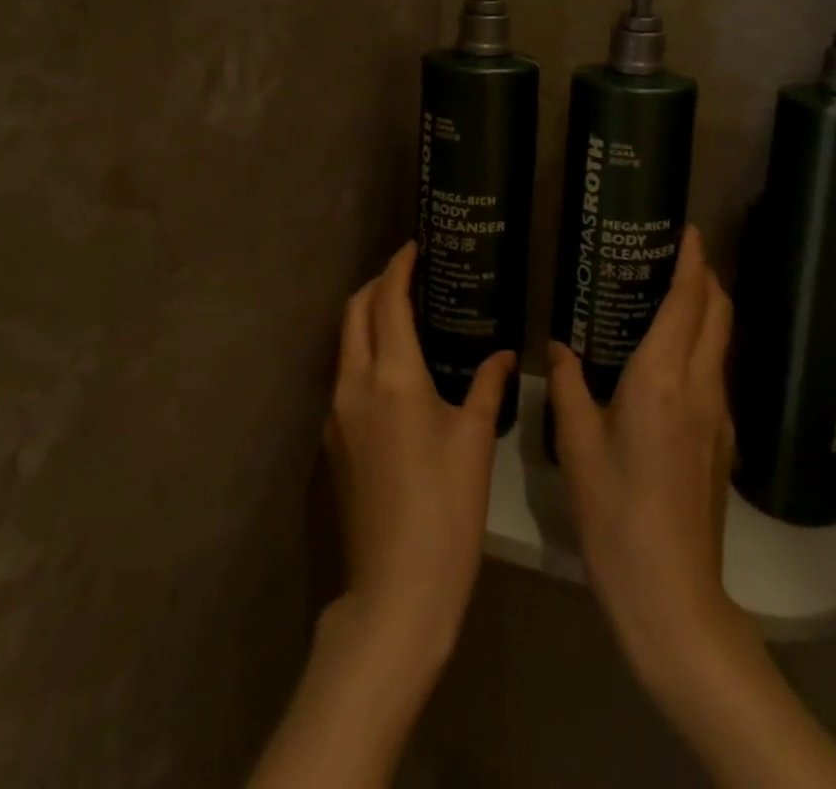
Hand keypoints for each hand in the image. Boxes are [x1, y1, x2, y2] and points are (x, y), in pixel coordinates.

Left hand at [325, 242, 513, 671]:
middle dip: (376, 284)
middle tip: (410, 274)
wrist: (396, 588)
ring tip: (404, 314)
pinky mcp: (331, 440)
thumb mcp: (474, 440)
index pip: (387, 301)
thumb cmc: (446, 508)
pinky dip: (363, 352)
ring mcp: (336, 413)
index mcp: (393, 377)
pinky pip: (344, 375)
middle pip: (354, 312)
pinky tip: (393, 369)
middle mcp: (354, 384)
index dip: (399, 267)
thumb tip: (504, 354)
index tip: (415, 246)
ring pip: (344, 343)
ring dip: (366, 317)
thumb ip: (488, 385)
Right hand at [548, 225, 743, 687]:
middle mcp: (701, 387)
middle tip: (679, 256)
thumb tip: (557, 346)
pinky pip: (717, 375)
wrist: (671, 594)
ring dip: (707, 312)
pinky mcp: (723, 443)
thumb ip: (568, 385)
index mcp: (662, 378)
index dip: (694, 261)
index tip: (690, 231)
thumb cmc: (615, 512)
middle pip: (719, 314)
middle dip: (708, 278)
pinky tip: (672, 364)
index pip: (689, 302)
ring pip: (722, 344)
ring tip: (672, 299)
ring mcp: (720, 417)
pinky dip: (704, 348)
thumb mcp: (577, 445)